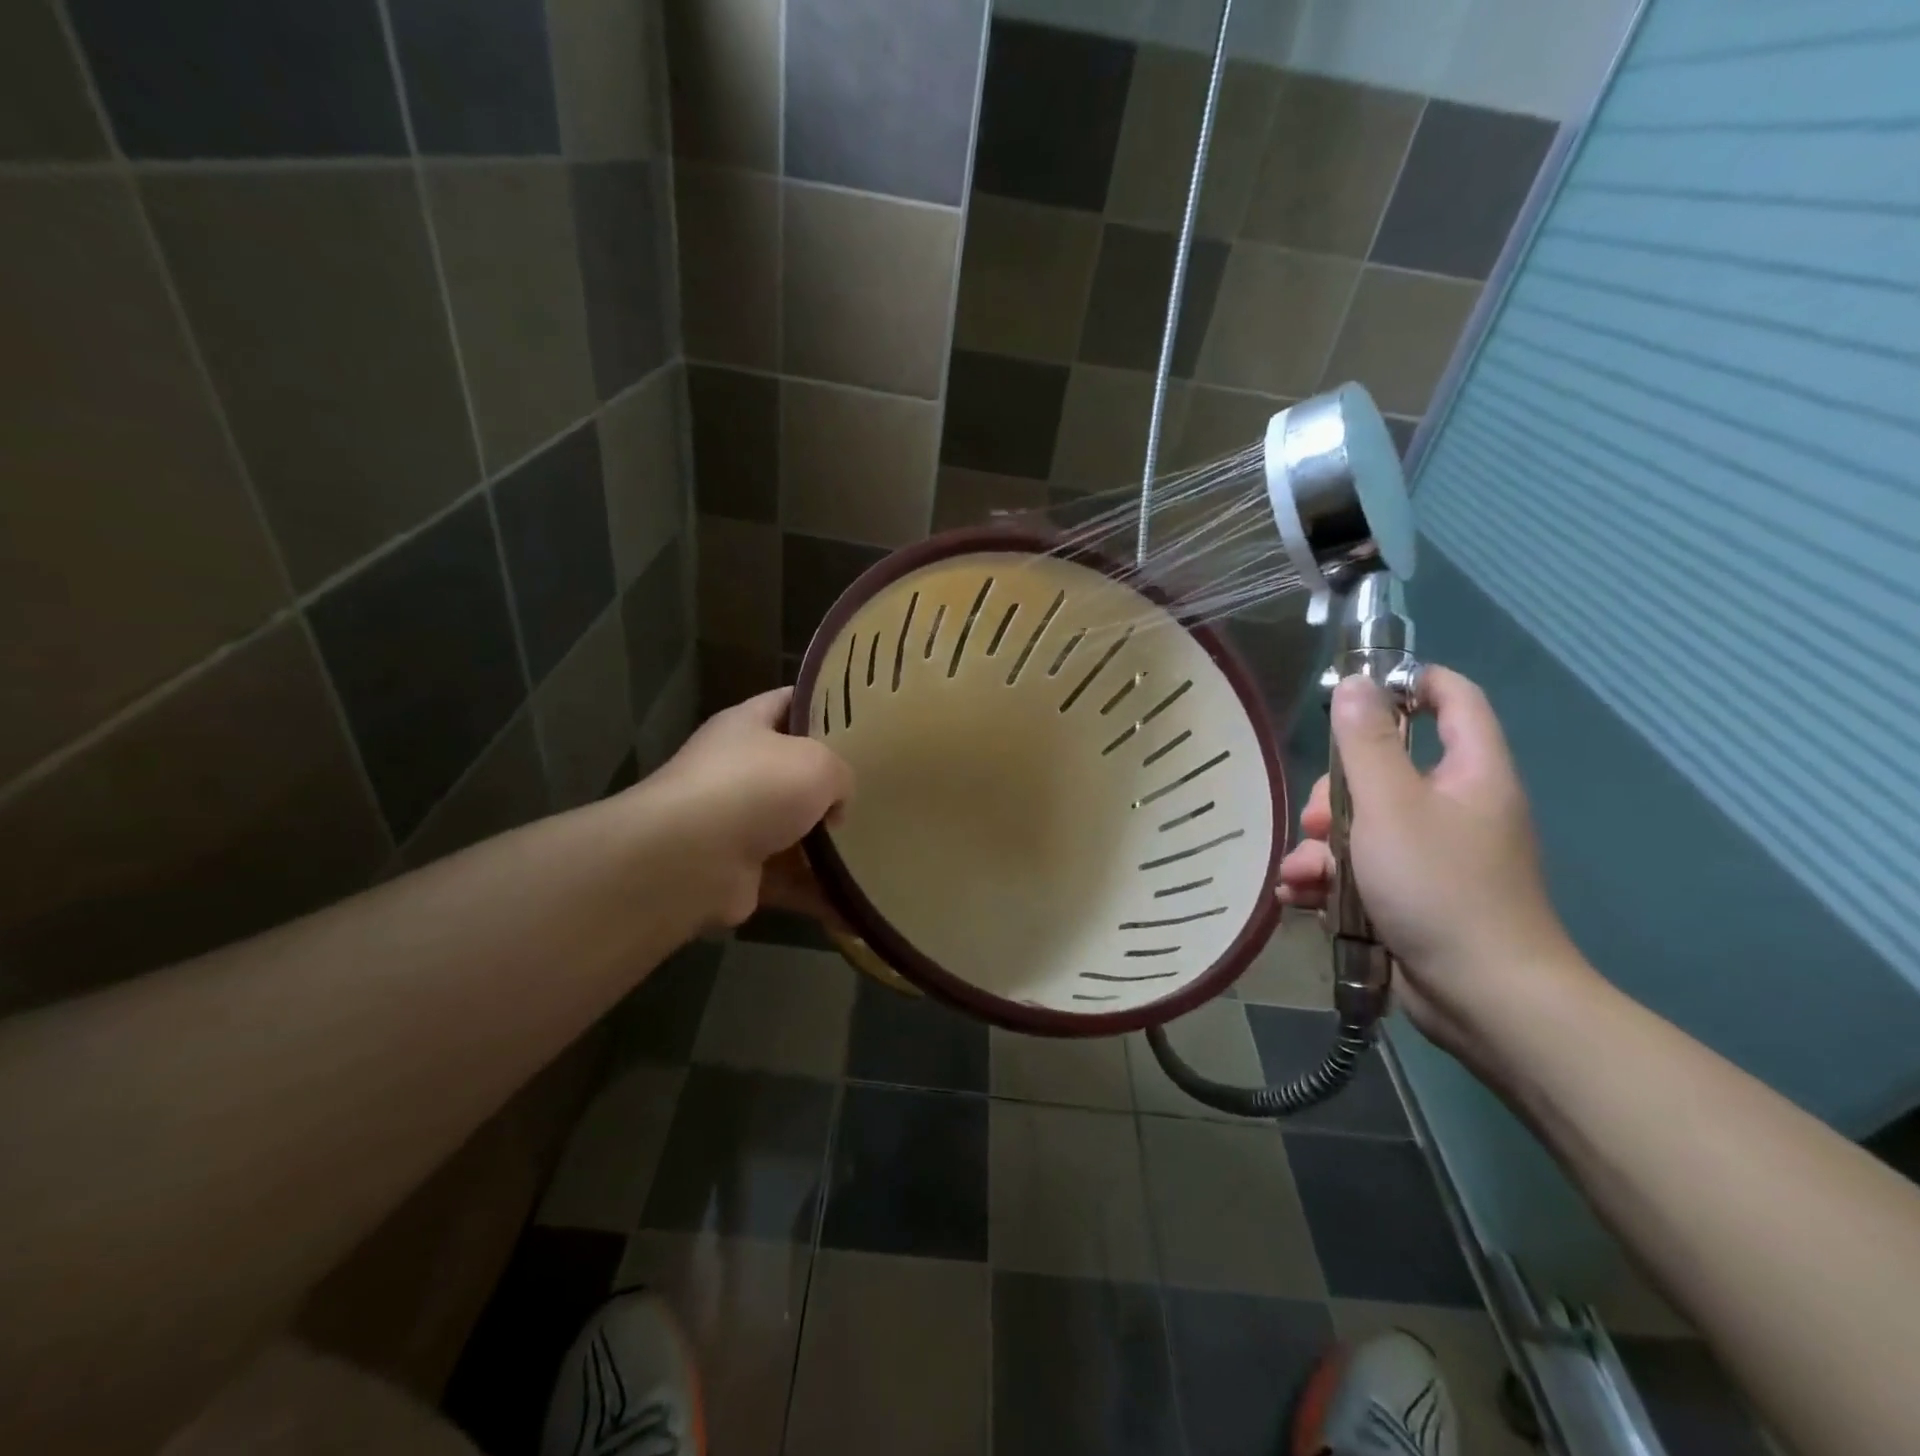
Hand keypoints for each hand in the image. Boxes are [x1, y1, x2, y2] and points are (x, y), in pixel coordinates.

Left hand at [645, 689, 852, 928]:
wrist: (691, 859)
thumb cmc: (756, 787)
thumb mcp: (818, 762)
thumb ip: (840, 774)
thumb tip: (834, 806)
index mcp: (747, 726)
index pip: (790, 702)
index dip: (826, 705)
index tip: (867, 716)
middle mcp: (737, 771)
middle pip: (793, 771)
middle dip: (832, 783)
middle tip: (878, 788)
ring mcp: (735, 824)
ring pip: (794, 830)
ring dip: (829, 844)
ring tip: (876, 847)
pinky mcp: (741, 873)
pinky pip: (791, 880)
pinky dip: (819, 893)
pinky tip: (856, 902)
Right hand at [1277, 667, 1583, 1051]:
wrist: (1482, 998)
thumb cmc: (1439, 887)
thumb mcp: (1390, 805)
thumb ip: (1366, 742)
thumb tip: (1356, 684)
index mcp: (1470, 773)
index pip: (1454, 699)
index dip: (1409, 682)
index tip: (1355, 690)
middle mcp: (1455, 807)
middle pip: (1385, 770)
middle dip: (1335, 792)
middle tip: (1317, 818)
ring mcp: (1432, 854)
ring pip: (1361, 825)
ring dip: (1320, 847)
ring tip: (1301, 876)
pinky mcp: (1410, 894)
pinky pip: (1360, 869)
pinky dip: (1328, 880)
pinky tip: (1300, 898)